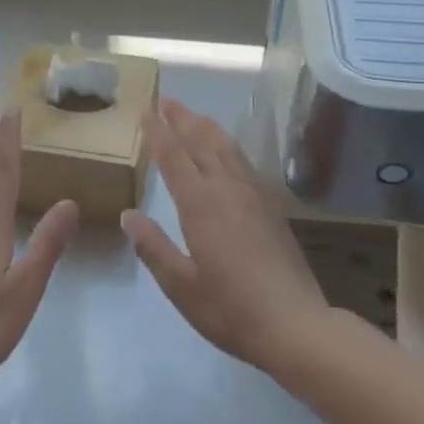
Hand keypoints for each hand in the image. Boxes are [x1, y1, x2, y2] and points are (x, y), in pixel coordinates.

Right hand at [121, 99, 330, 373]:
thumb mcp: (181, 286)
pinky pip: (244, 162)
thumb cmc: (230, 309)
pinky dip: (229, 146)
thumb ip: (153, 248)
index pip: (174, 158)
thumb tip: (128, 216)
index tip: (147, 111)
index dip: (159, 133)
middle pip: (201, 143)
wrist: (294, 323)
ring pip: (226, 148)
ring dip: (207, 128)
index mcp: (200, 205)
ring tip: (194, 116)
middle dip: (182, 120)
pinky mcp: (271, 206)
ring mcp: (253, 195)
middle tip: (166, 100)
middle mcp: (227, 189)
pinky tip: (228, 150)